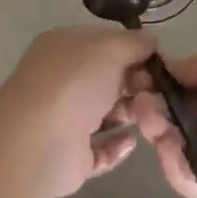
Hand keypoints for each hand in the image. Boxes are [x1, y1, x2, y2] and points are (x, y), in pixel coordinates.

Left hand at [0, 25, 158, 197]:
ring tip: (151, 117)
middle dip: (135, 84)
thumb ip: (134, 42)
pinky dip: (117, 146)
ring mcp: (64, 120)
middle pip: (108, 79)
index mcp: (64, 48)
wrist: (39, 141)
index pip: (103, 43)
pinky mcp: (70, 157)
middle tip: (157, 92)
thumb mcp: (110, 48)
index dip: (131, 50)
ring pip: (106, 114)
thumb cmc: (75, 82)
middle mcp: (62, 81)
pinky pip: (100, 149)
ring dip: (130, 114)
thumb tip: (151, 40)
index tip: (157, 61)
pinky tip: (132, 141)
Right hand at [128, 49, 196, 197]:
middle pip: (174, 116)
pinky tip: (169, 148)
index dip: (158, 83)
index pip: (184, 86)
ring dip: (158, 132)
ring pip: (175, 146)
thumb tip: (166, 67)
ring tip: (151, 123)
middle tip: (138, 104)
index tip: (136, 78)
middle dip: (152, 107)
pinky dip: (174, 164)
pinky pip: (186, 178)